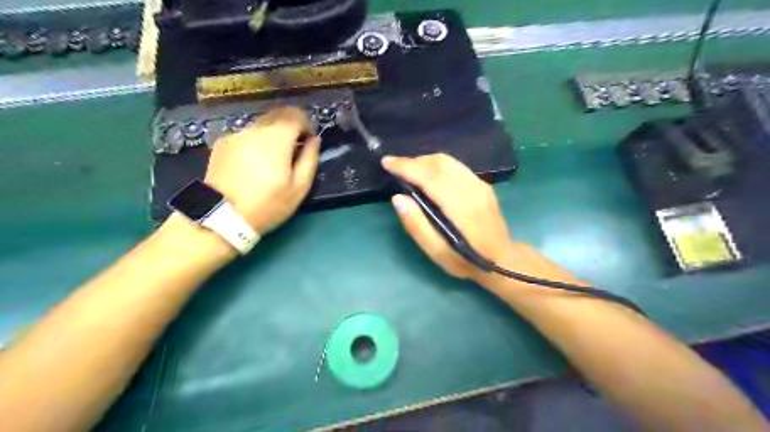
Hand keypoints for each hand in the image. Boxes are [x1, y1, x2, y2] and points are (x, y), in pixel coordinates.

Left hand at [204, 106, 317, 234]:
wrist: (221, 216)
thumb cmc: (267, 204)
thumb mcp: (299, 188)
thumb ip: (310, 159)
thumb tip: (314, 140)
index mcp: (276, 138)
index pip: (295, 114)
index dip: (306, 124)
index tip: (307, 142)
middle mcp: (255, 129)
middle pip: (277, 115)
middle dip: (289, 129)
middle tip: (292, 153)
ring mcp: (236, 135)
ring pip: (260, 126)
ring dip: (271, 137)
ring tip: (270, 163)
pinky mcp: (222, 144)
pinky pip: (245, 136)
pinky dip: (254, 144)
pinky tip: (251, 166)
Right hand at [384, 154, 516, 281]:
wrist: (503, 260)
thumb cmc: (465, 261)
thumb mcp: (436, 252)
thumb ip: (416, 225)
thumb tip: (398, 198)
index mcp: (460, 207)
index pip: (429, 176)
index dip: (406, 166)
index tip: (387, 162)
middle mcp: (472, 189)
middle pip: (439, 162)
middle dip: (413, 161)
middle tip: (395, 168)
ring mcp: (480, 184)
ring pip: (448, 161)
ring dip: (425, 161)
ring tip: (409, 170)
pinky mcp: (483, 185)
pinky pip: (456, 166)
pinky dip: (437, 165)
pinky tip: (429, 176)